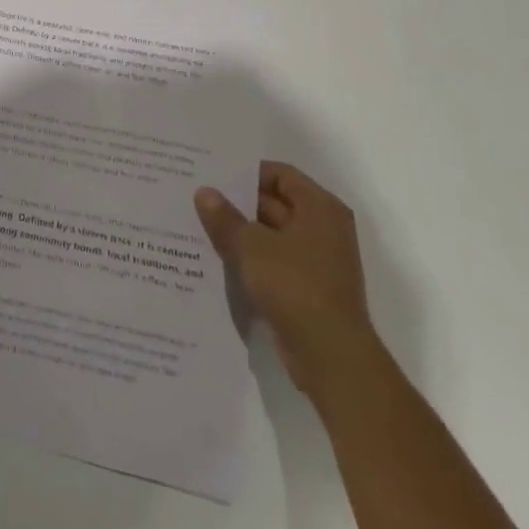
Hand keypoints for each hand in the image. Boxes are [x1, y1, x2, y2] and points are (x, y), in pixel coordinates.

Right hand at [195, 162, 377, 398]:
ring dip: (241, 231)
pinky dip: (250, 258)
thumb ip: (225, 217)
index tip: (213, 174)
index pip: (280, 174)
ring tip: (199, 224)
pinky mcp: (307, 288)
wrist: (330, 356)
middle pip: (275, 203)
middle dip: (238, 202)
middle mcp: (324, 229)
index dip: (247, 172)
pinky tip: (217, 257)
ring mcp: (317, 261)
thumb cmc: (294, 286)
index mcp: (319, 208)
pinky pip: (273, 261)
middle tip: (198, 197)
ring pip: (271, 234)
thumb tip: (204, 192)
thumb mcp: (251, 246)